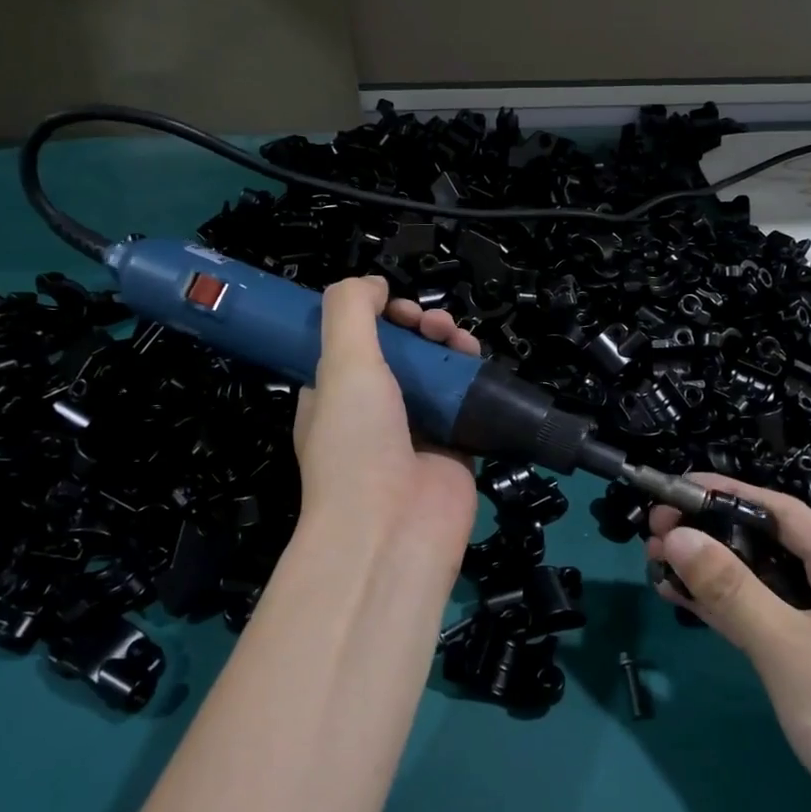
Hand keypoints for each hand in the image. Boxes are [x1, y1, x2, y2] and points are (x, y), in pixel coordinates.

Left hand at [292, 277, 480, 581]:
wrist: (393, 528)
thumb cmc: (356, 442)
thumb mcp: (340, 364)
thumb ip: (350, 310)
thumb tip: (374, 283)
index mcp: (332, 397)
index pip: (352, 344)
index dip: (374, 318)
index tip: (394, 307)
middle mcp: (372, 413)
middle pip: (400, 354)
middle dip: (417, 328)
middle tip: (431, 324)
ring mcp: (415, 432)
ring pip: (436, 374)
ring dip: (448, 347)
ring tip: (458, 339)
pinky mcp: (454, 448)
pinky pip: (466, 403)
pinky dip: (474, 380)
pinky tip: (478, 363)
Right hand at [647, 474, 810, 811]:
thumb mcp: (787, 647)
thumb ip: (730, 588)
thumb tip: (676, 535)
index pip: (783, 512)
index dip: (728, 493)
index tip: (676, 487)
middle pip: (768, 545)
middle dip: (712, 535)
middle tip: (654, 531)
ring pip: (760, 584)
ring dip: (711, 571)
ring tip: (655, 560)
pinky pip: (762, 620)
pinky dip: (724, 608)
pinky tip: (681, 598)